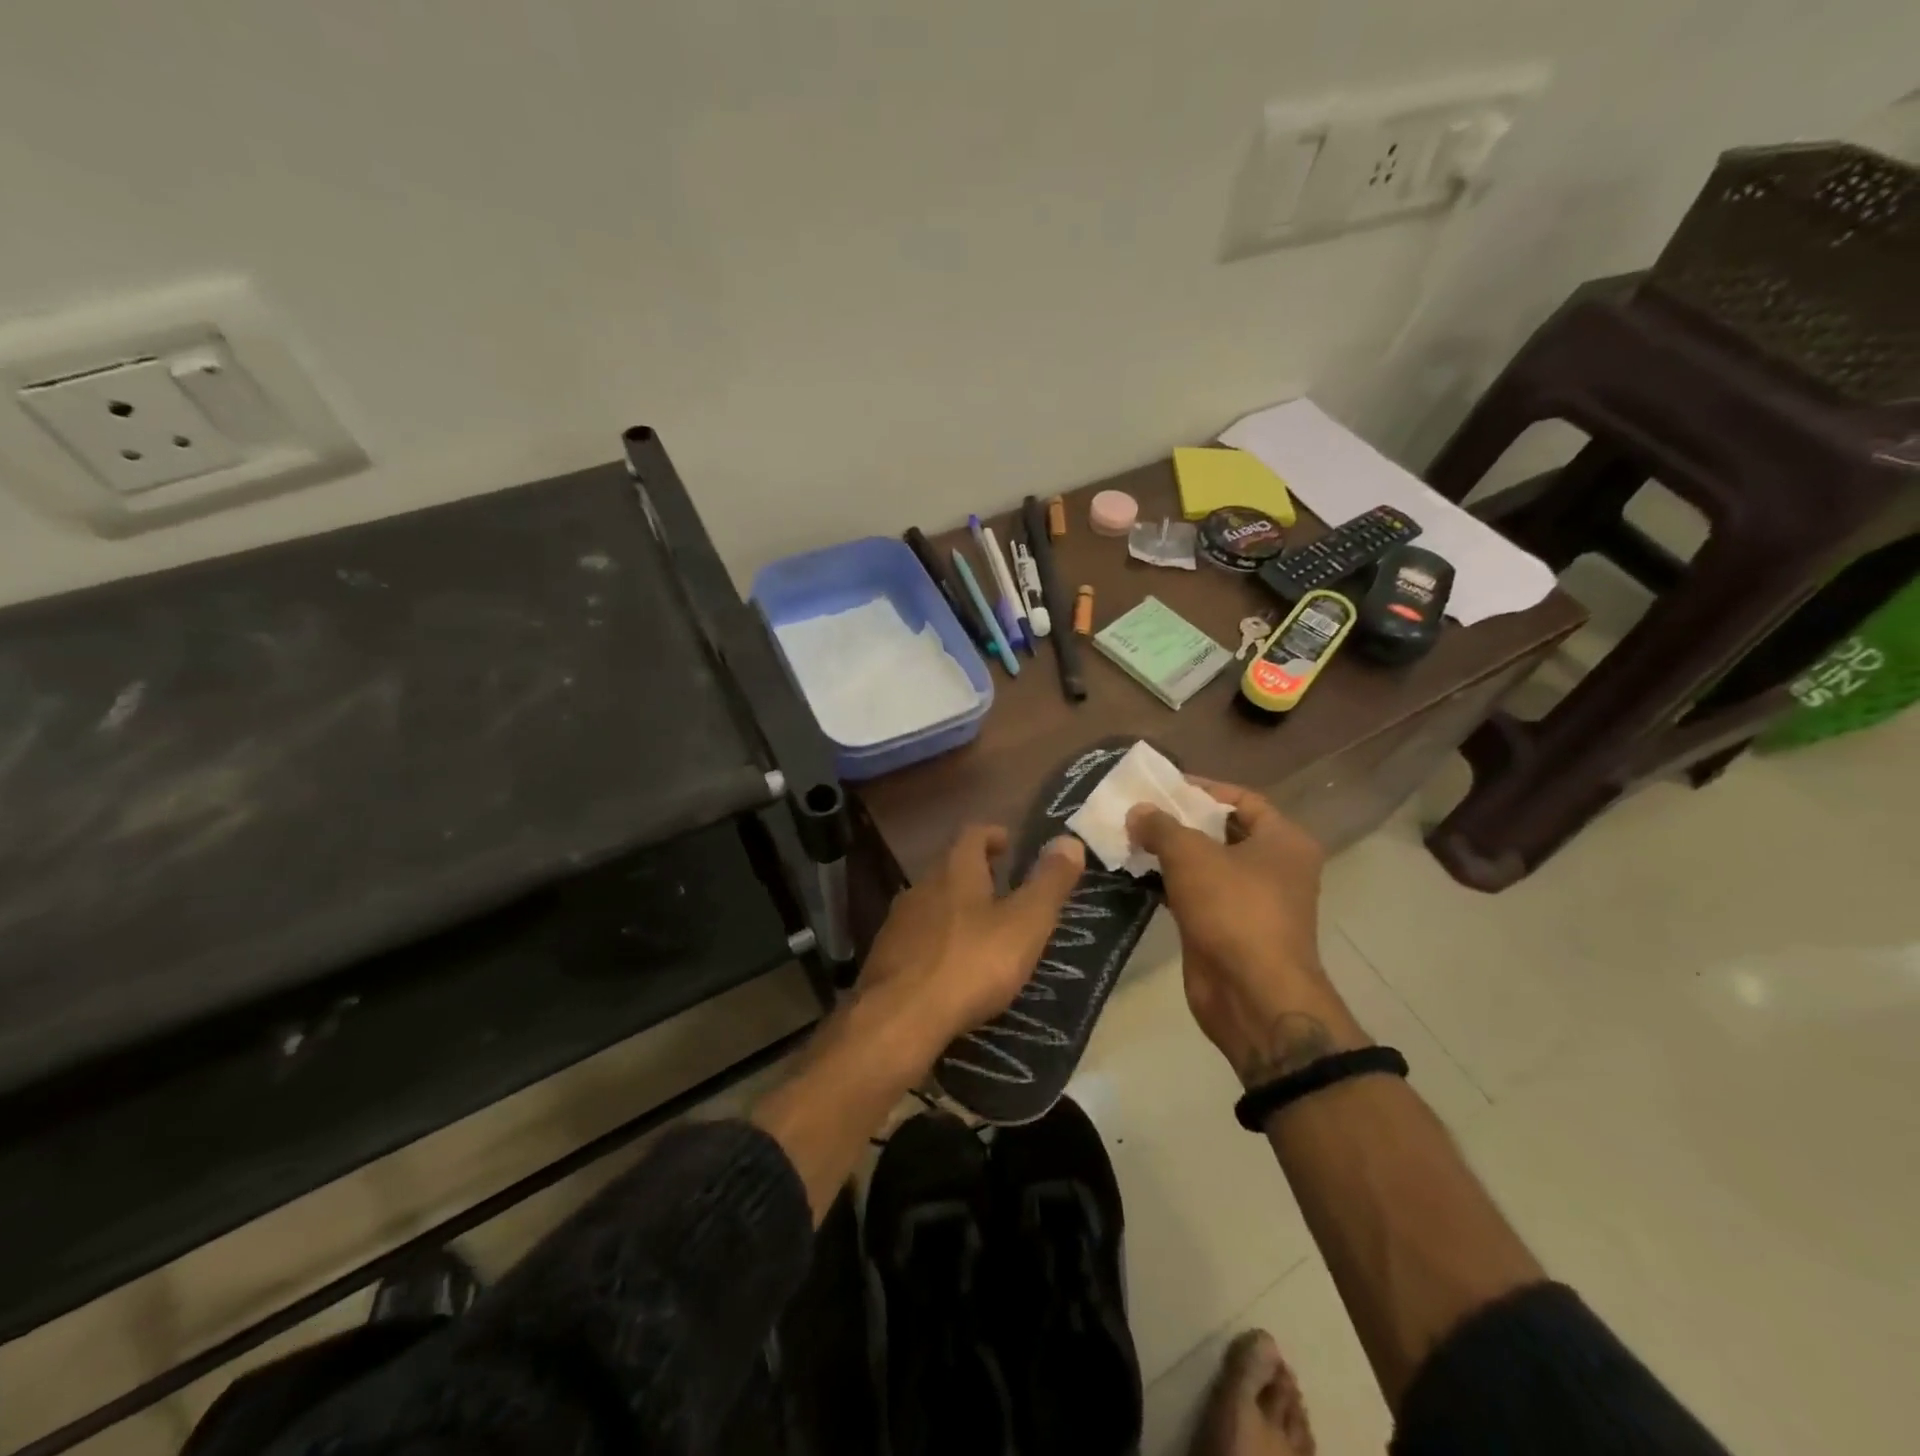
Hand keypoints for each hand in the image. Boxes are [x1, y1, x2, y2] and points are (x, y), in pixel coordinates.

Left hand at [854, 825, 1085, 1057]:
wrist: (900, 1017)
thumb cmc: (972, 963)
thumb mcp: (1025, 923)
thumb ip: (1050, 883)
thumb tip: (1070, 840)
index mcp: (956, 870)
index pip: (973, 835)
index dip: (992, 835)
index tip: (1008, 844)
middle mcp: (922, 885)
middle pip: (949, 867)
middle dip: (975, 872)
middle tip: (1002, 886)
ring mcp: (898, 921)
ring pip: (931, 902)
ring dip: (955, 907)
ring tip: (980, 927)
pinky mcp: (885, 955)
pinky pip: (917, 936)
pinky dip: (937, 940)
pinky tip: (950, 964)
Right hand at [1128, 780, 1363, 1083]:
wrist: (1251, 993)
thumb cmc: (1233, 909)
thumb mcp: (1191, 855)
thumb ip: (1161, 826)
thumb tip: (1137, 812)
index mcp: (1283, 841)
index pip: (1242, 799)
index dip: (1202, 788)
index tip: (1161, 785)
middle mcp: (1275, 868)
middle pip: (1223, 831)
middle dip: (1181, 821)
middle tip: (1139, 811)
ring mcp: (1253, 902)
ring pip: (1207, 866)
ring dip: (1171, 854)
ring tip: (1129, 839)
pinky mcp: (1229, 929)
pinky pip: (1197, 895)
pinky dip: (1170, 885)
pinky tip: (1137, 876)